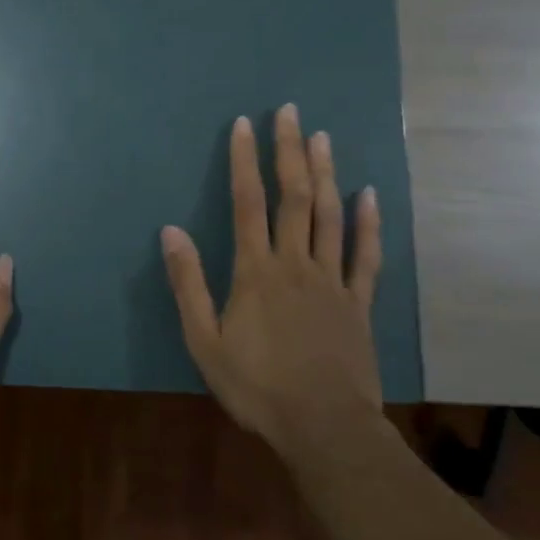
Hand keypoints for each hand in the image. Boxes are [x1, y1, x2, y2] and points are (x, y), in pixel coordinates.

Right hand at [160, 105, 383, 452]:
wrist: (324, 427)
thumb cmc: (256, 386)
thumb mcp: (205, 340)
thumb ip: (188, 284)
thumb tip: (170, 231)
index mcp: (256, 271)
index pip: (248, 203)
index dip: (245, 161)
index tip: (245, 125)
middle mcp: (295, 263)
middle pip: (294, 197)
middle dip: (290, 151)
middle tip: (290, 112)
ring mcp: (332, 280)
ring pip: (330, 215)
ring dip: (326, 173)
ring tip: (323, 137)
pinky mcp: (359, 303)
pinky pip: (365, 255)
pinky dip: (368, 223)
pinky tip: (368, 195)